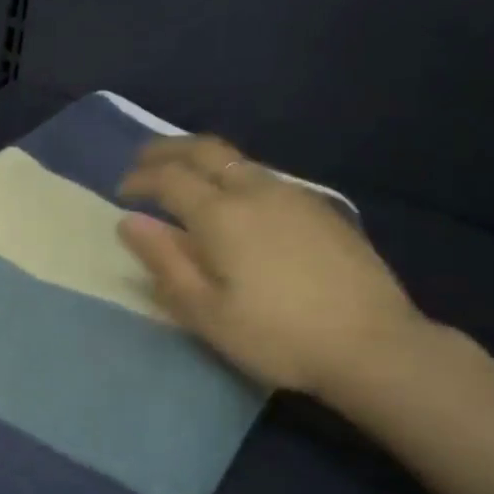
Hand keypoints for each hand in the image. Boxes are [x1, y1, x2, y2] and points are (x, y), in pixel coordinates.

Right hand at [117, 135, 430, 399]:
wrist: (371, 343)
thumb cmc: (276, 335)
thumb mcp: (206, 311)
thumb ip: (165, 262)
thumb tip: (130, 223)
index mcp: (222, 215)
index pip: (169, 178)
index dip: (140, 179)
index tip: (122, 192)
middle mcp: (257, 191)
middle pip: (205, 150)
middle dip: (167, 150)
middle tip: (144, 161)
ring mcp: (295, 196)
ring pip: (239, 160)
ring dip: (203, 161)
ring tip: (186, 180)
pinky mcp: (321, 209)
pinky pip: (265, 177)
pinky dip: (234, 176)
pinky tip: (237, 204)